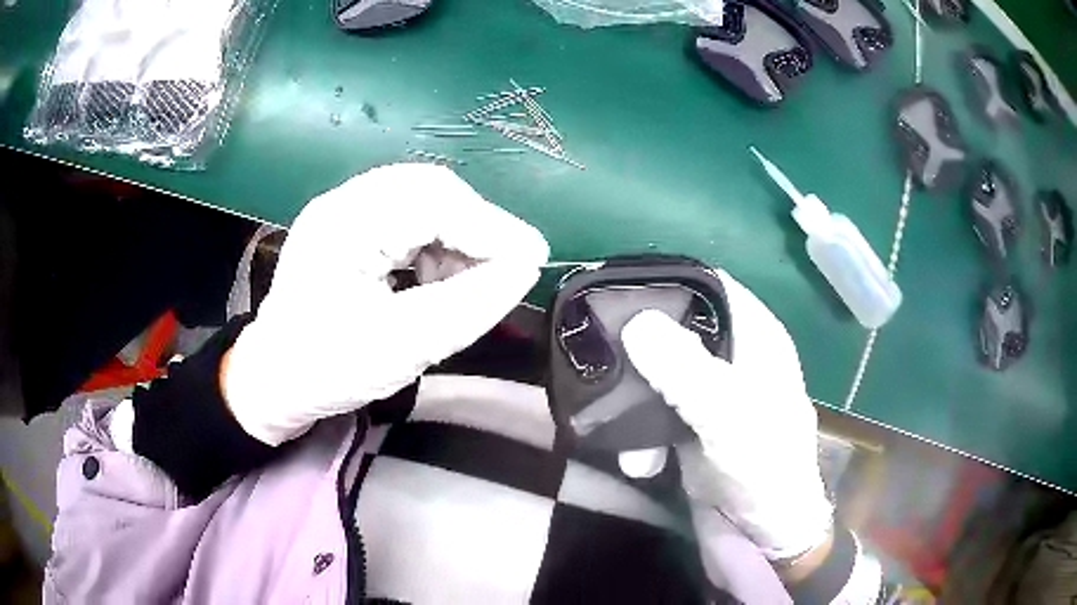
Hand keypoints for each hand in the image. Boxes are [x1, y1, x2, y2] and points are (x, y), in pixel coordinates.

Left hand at [223, 164, 548, 445]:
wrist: (273, 381)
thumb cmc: (325, 369)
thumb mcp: (402, 346)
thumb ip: (469, 306)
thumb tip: (524, 270)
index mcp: (344, 224)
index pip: (433, 202)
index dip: (490, 228)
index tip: (533, 259)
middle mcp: (344, 203)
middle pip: (430, 190)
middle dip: (476, 228)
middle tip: (506, 267)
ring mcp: (345, 212)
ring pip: (423, 201)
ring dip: (457, 235)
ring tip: (471, 280)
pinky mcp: (351, 228)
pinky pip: (408, 219)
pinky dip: (437, 243)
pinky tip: (440, 276)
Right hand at [621, 270, 831, 560]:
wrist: (763, 537)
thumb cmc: (763, 467)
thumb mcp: (728, 414)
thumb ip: (684, 368)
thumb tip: (637, 321)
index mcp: (756, 339)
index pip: (712, 288)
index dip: (671, 285)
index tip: (620, 294)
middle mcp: (734, 361)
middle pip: (678, 331)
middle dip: (640, 351)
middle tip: (602, 361)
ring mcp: (712, 398)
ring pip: (660, 376)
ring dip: (635, 405)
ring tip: (621, 435)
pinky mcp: (693, 432)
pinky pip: (656, 416)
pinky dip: (641, 437)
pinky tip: (639, 465)